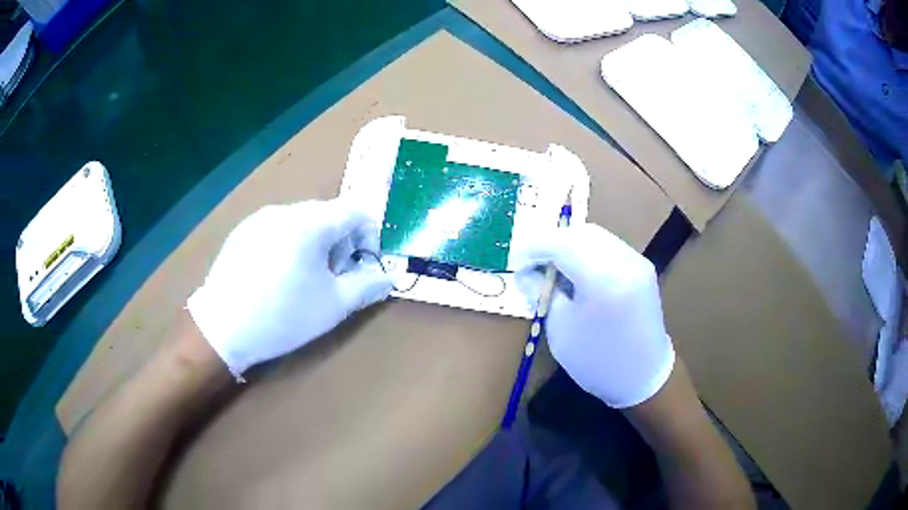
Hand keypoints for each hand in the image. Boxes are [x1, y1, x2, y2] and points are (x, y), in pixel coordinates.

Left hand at [187, 199, 392, 377]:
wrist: (222, 327)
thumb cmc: (283, 316)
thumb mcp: (333, 305)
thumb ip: (368, 286)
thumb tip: (389, 276)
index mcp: (311, 223)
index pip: (355, 210)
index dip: (369, 235)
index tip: (363, 265)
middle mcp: (285, 210)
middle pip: (328, 215)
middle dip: (341, 243)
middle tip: (333, 278)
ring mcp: (259, 218)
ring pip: (302, 221)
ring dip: (315, 243)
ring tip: (303, 279)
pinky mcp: (242, 231)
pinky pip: (277, 228)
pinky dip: (289, 244)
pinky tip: (276, 276)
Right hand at [519, 223, 674, 407]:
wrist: (643, 377)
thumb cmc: (596, 361)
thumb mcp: (560, 329)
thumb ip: (544, 291)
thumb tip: (529, 271)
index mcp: (602, 279)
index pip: (561, 243)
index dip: (534, 247)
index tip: (516, 262)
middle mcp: (624, 261)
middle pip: (580, 233)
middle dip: (551, 242)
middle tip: (531, 262)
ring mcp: (637, 261)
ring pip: (595, 236)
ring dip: (569, 243)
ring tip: (551, 265)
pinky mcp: (642, 267)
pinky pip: (609, 246)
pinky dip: (587, 249)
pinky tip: (575, 268)